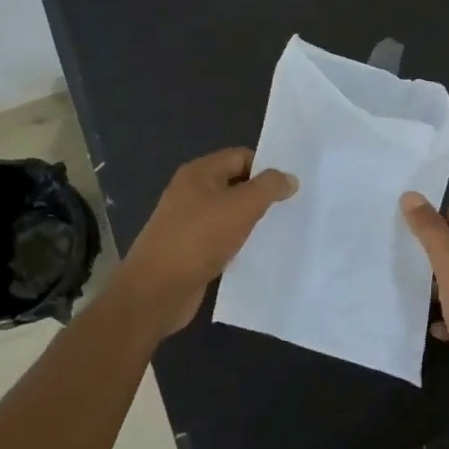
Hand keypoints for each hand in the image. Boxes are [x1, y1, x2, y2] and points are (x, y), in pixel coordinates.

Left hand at [114, 148, 297, 335]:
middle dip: (261, 195)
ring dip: (251, 221)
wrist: (156, 291)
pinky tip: (256, 254)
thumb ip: (268, 187)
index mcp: (198, 173)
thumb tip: (289, 178)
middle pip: (235, 184)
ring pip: (229, 214)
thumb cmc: (199, 239)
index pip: (240, 157)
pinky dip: (239, 243)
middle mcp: (191, 193)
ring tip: (279, 231)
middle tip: (292, 208)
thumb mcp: (241, 207)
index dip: (266, 168)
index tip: (291, 187)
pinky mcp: (190, 250)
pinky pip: (221, 238)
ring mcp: (188, 222)